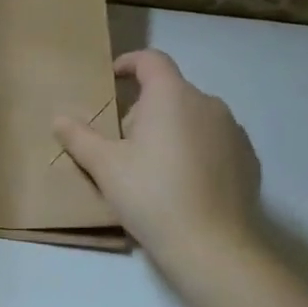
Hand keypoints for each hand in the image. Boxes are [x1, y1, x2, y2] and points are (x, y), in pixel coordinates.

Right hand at [56, 49, 263, 262]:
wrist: (211, 245)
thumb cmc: (151, 195)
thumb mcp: (104, 166)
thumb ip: (79, 137)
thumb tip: (59, 119)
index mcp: (172, 96)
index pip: (151, 60)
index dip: (129, 62)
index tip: (112, 77)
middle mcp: (208, 103)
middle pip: (169, 92)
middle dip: (144, 110)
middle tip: (123, 144)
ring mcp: (233, 131)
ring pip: (193, 117)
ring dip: (171, 130)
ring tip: (153, 167)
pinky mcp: (248, 159)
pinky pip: (214, 142)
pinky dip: (196, 150)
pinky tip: (183, 183)